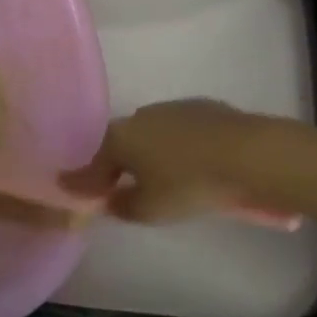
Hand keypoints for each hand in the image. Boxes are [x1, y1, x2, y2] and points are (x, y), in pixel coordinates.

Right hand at [60, 99, 273, 223]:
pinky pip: (177, 130)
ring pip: (149, 133)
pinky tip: (188, 160)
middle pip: (120, 143)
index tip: (66, 185)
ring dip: (147, 151)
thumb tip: (111, 201)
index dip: (81, 179)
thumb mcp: (151, 209)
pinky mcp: (202, 107)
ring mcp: (171, 108)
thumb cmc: (190, 185)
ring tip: (155, 173)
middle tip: (114, 183)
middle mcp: (140, 116)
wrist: (249, 154)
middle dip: (115, 163)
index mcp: (121, 138)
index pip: (93, 163)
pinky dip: (175, 145)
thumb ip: (123, 206)